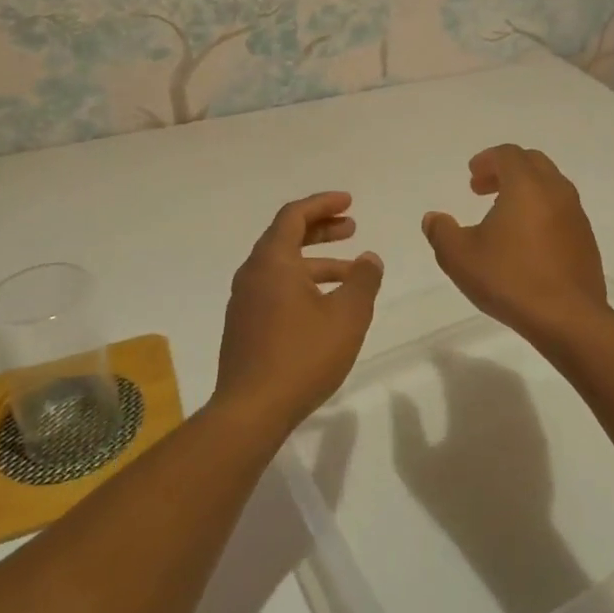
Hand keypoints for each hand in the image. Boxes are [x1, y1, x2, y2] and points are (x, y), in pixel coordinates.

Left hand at [213, 192, 383, 437]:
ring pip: (283, 267)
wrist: (251, 410)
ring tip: (351, 273)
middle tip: (352, 228)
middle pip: (286, 237)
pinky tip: (326, 306)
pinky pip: (275, 289)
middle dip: (321, 229)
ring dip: (317, 262)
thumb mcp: (347, 315)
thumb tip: (369, 258)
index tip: (349, 202)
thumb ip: (363, 280)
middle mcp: (252, 274)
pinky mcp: (244, 326)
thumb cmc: (302, 355)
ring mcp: (244, 302)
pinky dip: (302, 284)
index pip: (294, 215)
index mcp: (272, 261)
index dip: (323, 204)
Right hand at [422, 145, 607, 345]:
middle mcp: (556, 191)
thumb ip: (441, 233)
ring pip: (551, 186)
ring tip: (503, 216)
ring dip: (526, 191)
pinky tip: (526, 241)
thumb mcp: (460, 258)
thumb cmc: (510, 280)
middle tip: (483, 190)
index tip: (472, 177)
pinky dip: (542, 211)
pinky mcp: (586, 240)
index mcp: (526, 186)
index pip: (508, 154)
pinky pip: (562, 211)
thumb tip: (433, 218)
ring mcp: (576, 216)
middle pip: (533, 163)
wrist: (568, 318)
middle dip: (506, 170)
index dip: (487, 160)